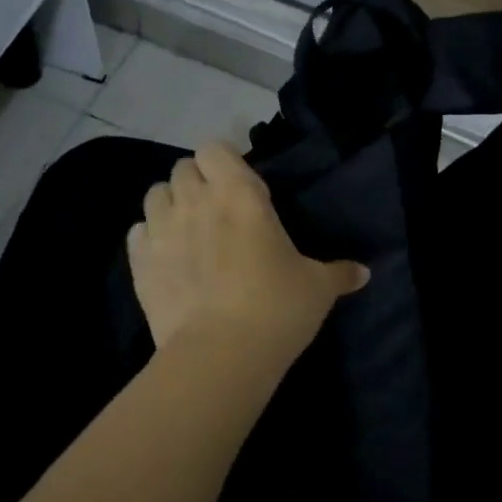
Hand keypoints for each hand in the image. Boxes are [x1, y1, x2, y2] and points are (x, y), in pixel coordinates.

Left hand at [128, 144, 368, 366]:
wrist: (221, 354)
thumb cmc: (277, 307)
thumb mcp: (317, 288)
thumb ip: (339, 273)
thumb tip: (364, 273)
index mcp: (238, 193)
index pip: (215, 148)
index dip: (223, 161)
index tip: (238, 184)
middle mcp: (195, 200)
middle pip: (182, 168)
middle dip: (196, 181)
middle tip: (216, 209)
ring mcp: (161, 229)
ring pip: (154, 194)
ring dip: (169, 204)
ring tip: (186, 228)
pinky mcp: (139, 263)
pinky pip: (137, 232)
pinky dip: (148, 237)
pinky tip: (165, 257)